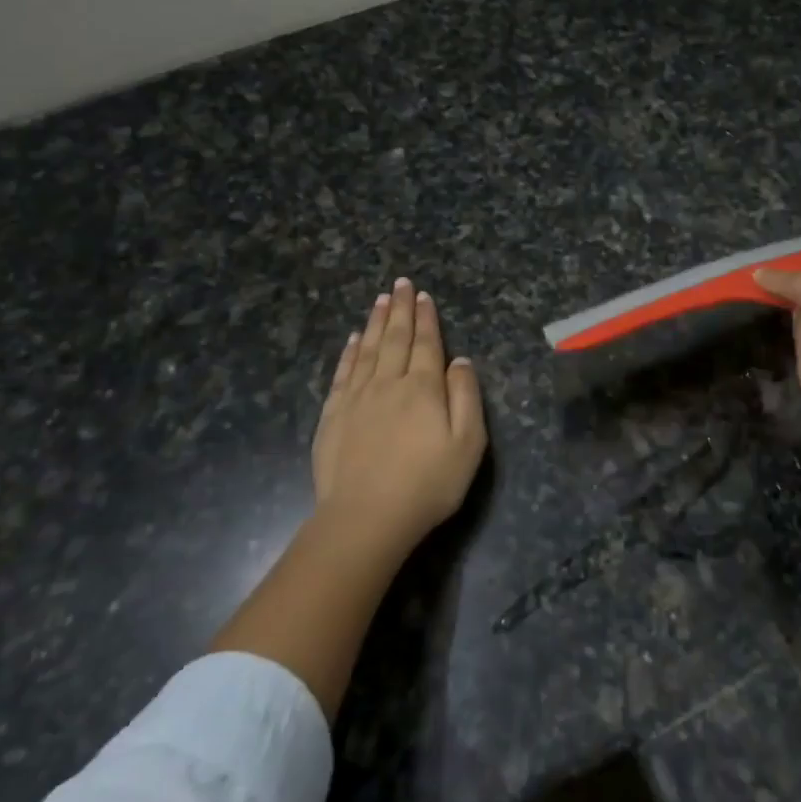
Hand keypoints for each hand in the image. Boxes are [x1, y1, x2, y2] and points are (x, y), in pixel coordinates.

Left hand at [312, 277, 486, 551]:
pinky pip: (342, 373)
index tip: (423, 296)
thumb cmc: (427, 484)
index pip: (426, 343)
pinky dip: (349, 352)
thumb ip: (466, 397)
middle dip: (400, 309)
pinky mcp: (333, 415)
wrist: (366, 518)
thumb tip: (460, 360)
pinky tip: (352, 340)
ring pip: (367, 349)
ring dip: (375, 322)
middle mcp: (389, 383)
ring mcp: (356, 398)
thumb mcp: (468, 444)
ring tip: (380, 299)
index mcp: (423, 388)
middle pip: (395, 338)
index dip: (426, 318)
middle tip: (401, 283)